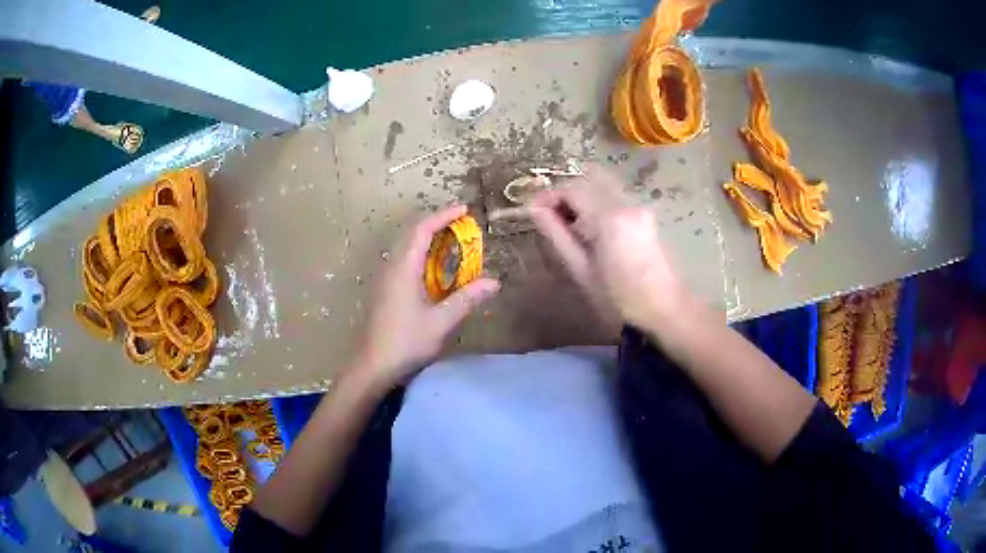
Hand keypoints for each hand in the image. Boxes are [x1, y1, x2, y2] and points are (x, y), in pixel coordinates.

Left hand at [352, 205, 499, 388]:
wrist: (373, 366)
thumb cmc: (406, 342)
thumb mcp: (441, 321)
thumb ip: (467, 298)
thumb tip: (494, 282)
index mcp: (404, 268)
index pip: (422, 230)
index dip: (443, 216)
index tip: (463, 210)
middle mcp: (391, 267)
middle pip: (411, 233)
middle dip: (435, 224)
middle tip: (460, 225)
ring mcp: (384, 278)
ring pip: (405, 247)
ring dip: (426, 239)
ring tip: (450, 243)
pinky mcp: (383, 290)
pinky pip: (402, 260)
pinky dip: (420, 254)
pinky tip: (432, 270)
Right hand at [529, 163, 682, 330]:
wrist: (665, 310)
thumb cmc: (619, 299)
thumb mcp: (581, 270)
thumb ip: (557, 234)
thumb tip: (535, 210)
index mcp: (609, 218)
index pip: (572, 190)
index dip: (548, 196)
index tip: (533, 211)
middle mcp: (626, 204)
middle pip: (587, 184)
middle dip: (564, 197)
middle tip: (548, 219)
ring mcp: (639, 207)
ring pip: (601, 190)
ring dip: (581, 201)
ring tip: (568, 227)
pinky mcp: (647, 215)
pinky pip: (614, 200)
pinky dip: (597, 207)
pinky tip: (592, 232)